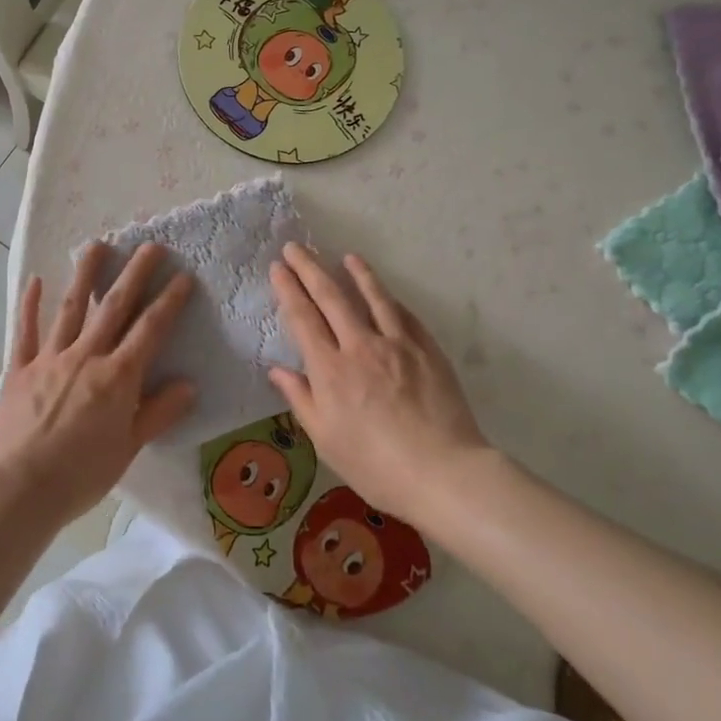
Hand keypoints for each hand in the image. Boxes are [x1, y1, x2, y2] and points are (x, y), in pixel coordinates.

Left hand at [0, 242, 195, 523]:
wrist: (21, 488)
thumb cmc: (82, 473)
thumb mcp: (129, 447)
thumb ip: (159, 412)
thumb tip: (188, 385)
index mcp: (117, 376)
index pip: (150, 330)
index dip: (169, 301)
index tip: (183, 276)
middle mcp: (86, 356)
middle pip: (113, 307)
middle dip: (134, 274)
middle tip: (149, 245)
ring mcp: (50, 358)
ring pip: (71, 308)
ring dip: (84, 275)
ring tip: (95, 245)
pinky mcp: (20, 368)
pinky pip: (26, 331)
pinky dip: (30, 305)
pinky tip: (35, 280)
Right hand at [267, 243, 487, 520]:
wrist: (443, 473)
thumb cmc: (375, 466)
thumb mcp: (326, 439)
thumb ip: (301, 399)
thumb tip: (277, 369)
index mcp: (330, 370)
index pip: (303, 318)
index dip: (288, 289)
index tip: (278, 268)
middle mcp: (360, 346)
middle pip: (331, 297)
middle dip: (310, 269)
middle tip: (296, 248)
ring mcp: (397, 344)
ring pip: (373, 297)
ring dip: (357, 273)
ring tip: (347, 256)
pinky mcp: (427, 349)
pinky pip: (404, 315)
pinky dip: (390, 300)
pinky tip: (386, 294)